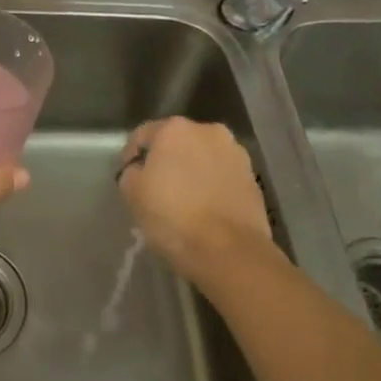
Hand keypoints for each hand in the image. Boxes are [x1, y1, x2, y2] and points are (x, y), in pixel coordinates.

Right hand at [117, 118, 274, 277]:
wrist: (229, 251)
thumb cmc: (173, 217)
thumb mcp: (132, 194)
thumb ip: (131, 173)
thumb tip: (140, 171)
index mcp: (175, 129)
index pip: (143, 136)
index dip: (130, 156)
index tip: (127, 178)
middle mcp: (209, 131)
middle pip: (177, 143)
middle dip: (166, 160)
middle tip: (155, 188)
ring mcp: (236, 154)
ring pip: (203, 158)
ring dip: (191, 172)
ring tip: (183, 199)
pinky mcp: (253, 178)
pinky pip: (222, 176)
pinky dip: (211, 186)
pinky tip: (204, 209)